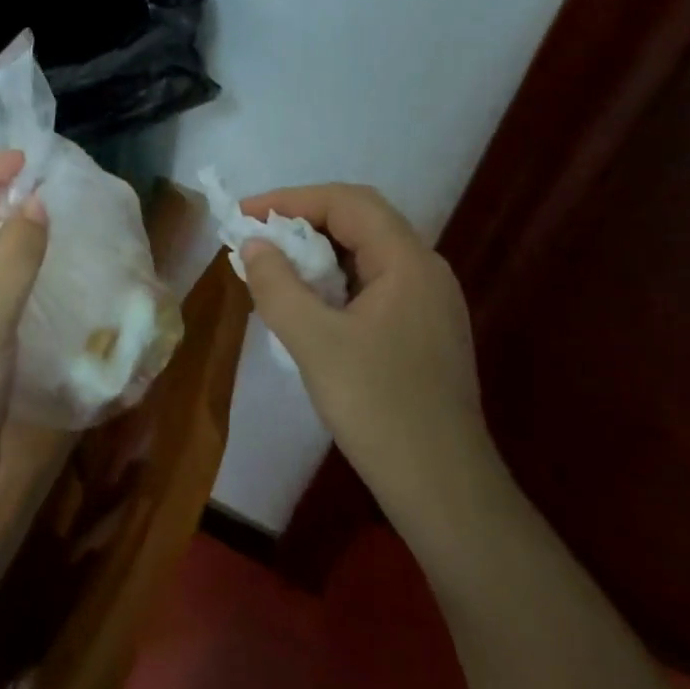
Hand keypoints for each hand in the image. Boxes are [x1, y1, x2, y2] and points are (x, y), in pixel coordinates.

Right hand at [239, 184, 487, 527]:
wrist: (444, 488)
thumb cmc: (379, 408)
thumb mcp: (315, 343)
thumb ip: (278, 286)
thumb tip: (253, 245)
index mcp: (408, 261)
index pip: (347, 202)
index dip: (291, 199)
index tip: (245, 214)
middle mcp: (425, 269)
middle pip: (361, 220)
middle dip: (304, 219)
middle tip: (257, 234)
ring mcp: (429, 301)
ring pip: (368, 252)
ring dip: (319, 250)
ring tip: (275, 264)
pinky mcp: (424, 329)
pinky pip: (375, 283)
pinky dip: (336, 278)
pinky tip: (309, 302)